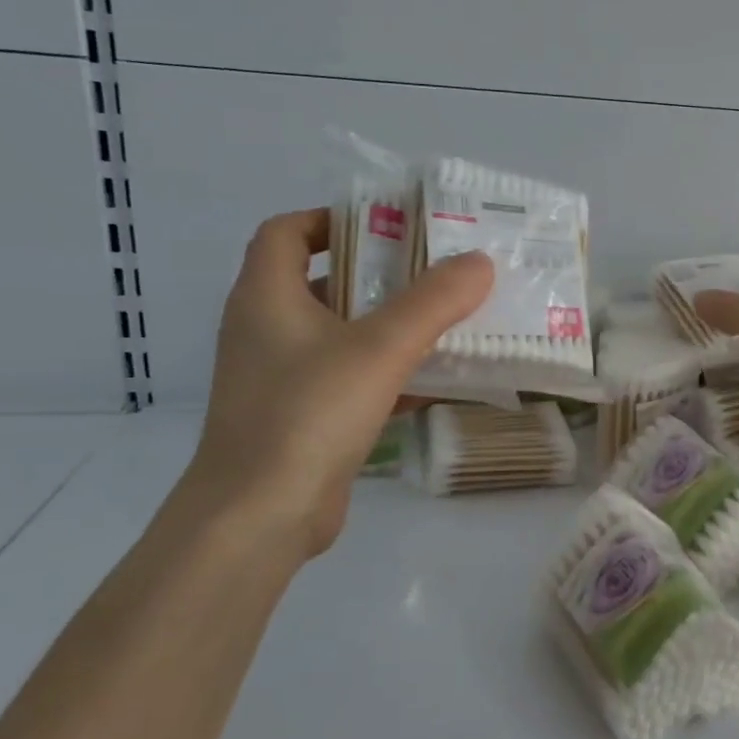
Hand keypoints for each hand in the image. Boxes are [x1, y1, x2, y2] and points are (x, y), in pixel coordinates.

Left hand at [184, 208, 493, 558]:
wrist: (258, 518)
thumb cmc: (308, 414)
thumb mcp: (380, 349)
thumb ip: (433, 301)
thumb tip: (480, 261)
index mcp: (266, 297)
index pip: (286, 232)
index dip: (332, 220)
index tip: (388, 228)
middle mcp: (265, 330)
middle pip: (322, 282)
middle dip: (378, 274)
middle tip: (436, 271)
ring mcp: (280, 378)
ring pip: (339, 335)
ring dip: (388, 325)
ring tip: (447, 319)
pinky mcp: (300, 419)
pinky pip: (348, 379)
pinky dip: (387, 373)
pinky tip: (436, 381)